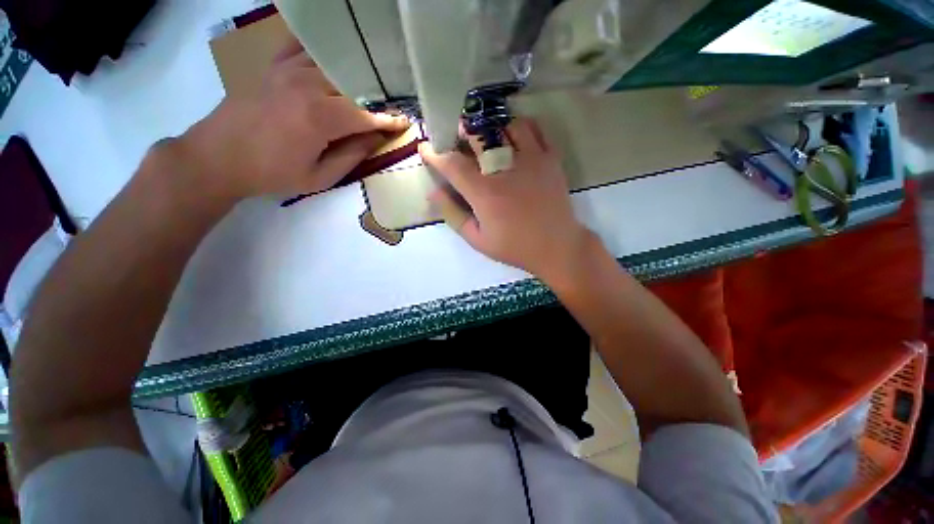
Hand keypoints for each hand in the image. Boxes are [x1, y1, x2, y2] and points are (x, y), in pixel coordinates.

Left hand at [176, 38, 408, 201]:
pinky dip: (320, 49)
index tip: (405, 122)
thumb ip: (352, 155)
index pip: (366, 114)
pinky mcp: (273, 66)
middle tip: (391, 103)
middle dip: (376, 95)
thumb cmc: (273, 172)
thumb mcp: (319, 176)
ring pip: (333, 63)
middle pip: (353, 84)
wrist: (218, 156)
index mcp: (320, 117)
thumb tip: (376, 138)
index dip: (388, 119)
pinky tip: (332, 55)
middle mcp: (307, 85)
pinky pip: (302, 47)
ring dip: (355, 73)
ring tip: (371, 82)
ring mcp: (288, 70)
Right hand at [421, 118, 592, 280]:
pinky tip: (513, 136)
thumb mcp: (478, 240)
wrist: (556, 246)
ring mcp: (531, 160)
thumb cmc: (515, 247)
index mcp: (485, 194)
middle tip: (456, 137)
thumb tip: (434, 192)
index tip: (426, 148)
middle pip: (478, 136)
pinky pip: (534, 129)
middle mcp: (506, 170)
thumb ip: (454, 215)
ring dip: (490, 127)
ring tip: (486, 137)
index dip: (435, 154)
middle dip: (461, 132)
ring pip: (505, 125)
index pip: (453, 164)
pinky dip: (519, 126)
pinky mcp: (550, 158)